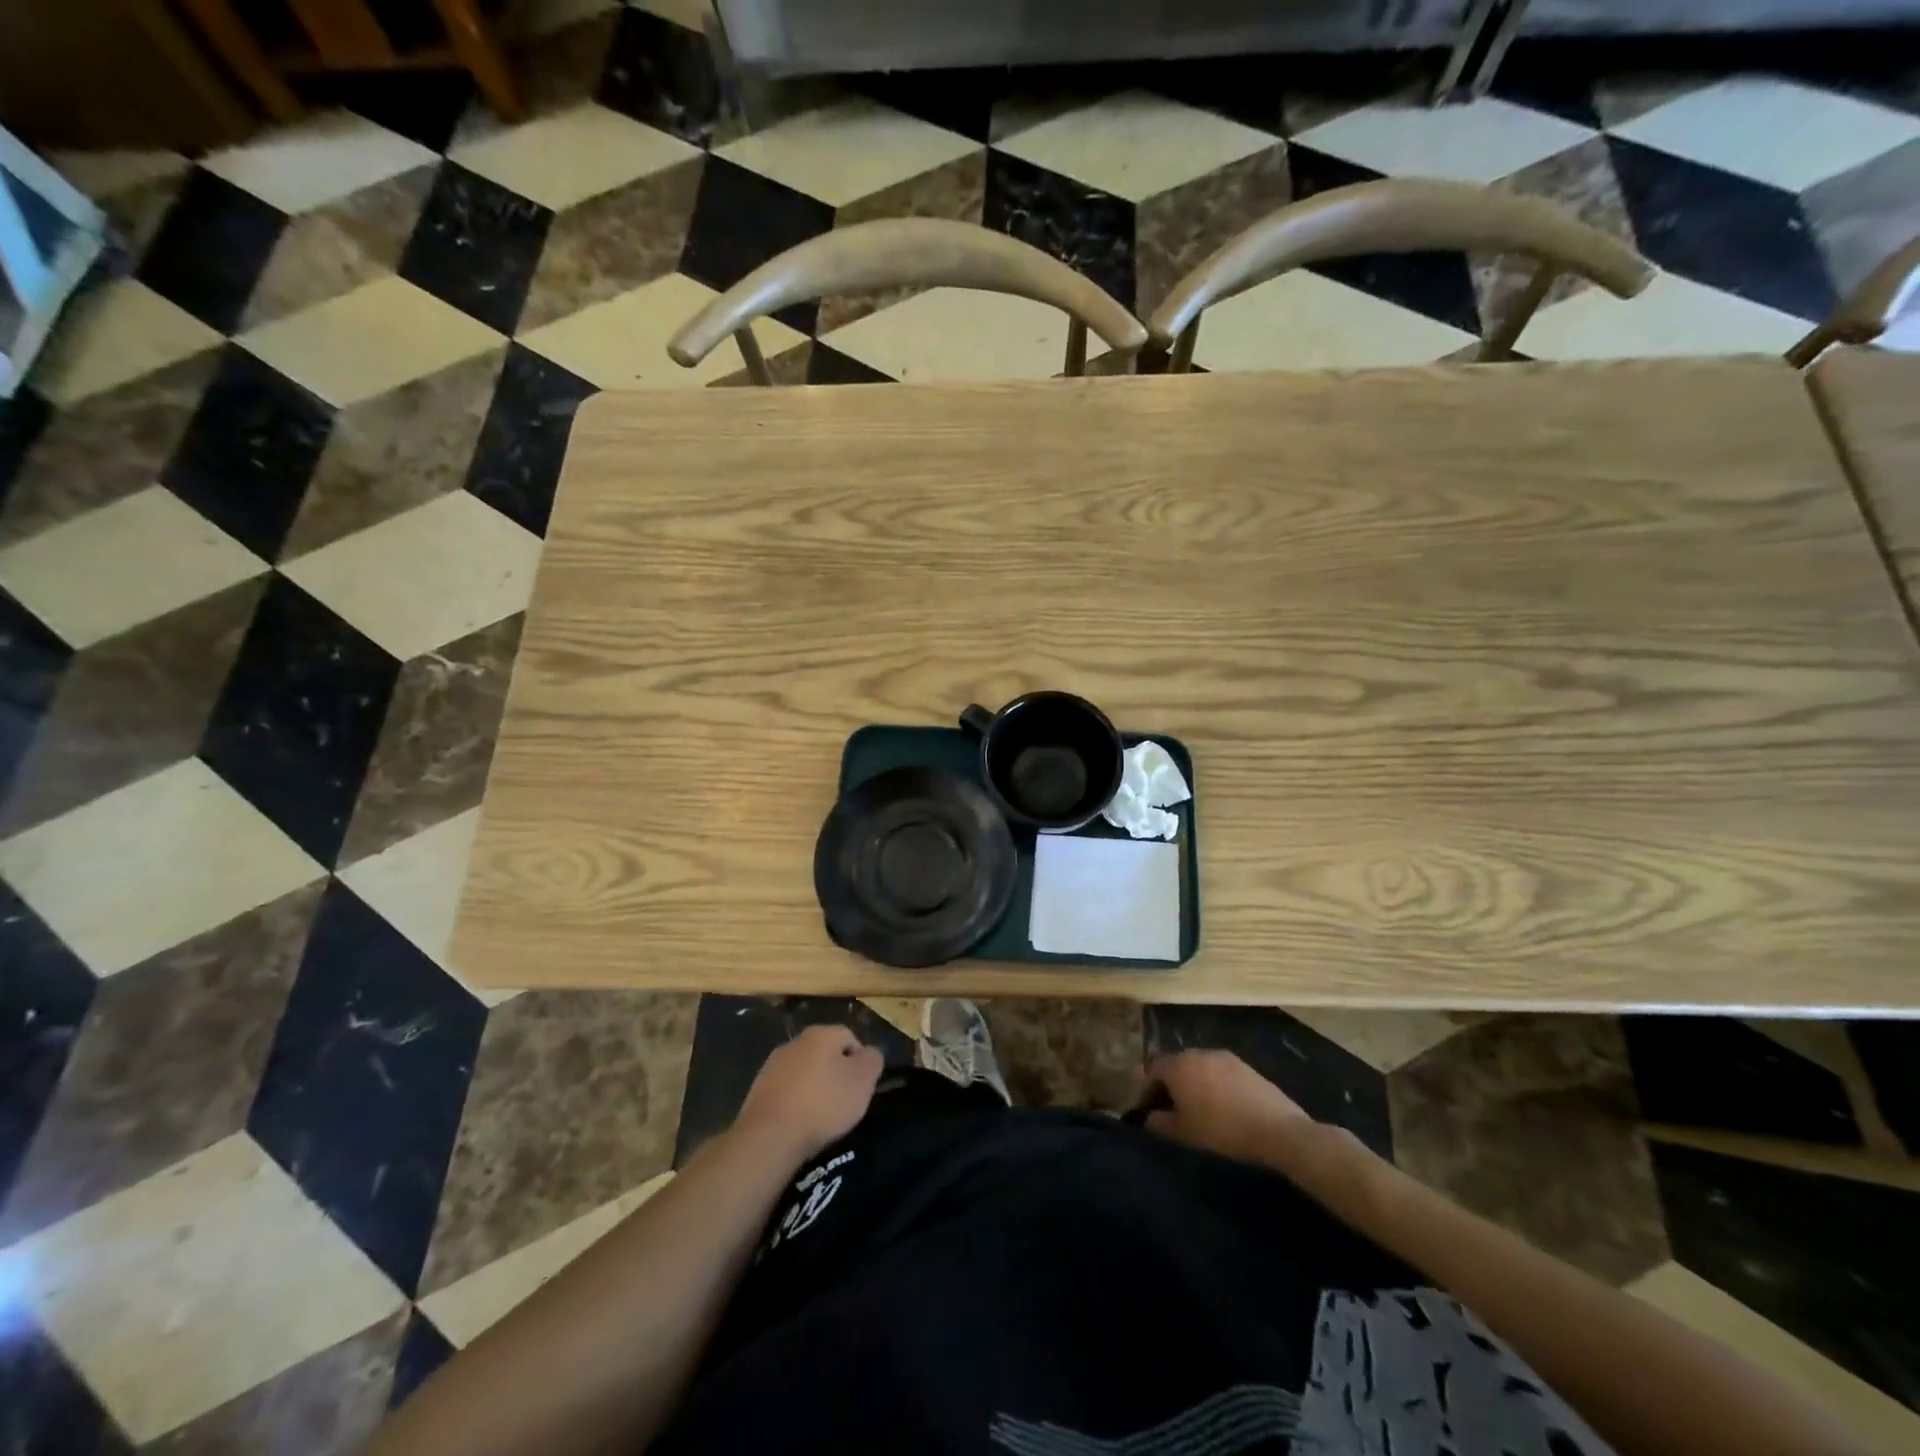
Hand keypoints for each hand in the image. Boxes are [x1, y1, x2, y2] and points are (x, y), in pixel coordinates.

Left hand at [733, 1024, 883, 1163]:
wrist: (770, 1136)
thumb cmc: (823, 1103)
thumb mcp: (862, 1081)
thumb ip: (872, 1060)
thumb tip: (870, 1053)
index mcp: (821, 1034)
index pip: (849, 1036)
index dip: (860, 1060)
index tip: (863, 1086)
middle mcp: (795, 1042)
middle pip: (824, 1052)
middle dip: (835, 1071)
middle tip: (845, 1099)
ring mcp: (772, 1065)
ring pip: (803, 1070)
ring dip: (814, 1086)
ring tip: (822, 1114)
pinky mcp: (757, 1090)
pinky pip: (786, 1090)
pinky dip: (795, 1101)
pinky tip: (799, 1121)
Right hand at [1143, 1049, 1312, 1164]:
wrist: (1276, 1129)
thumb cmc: (1222, 1130)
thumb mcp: (1184, 1133)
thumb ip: (1160, 1122)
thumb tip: (1150, 1117)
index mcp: (1178, 1066)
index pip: (1152, 1071)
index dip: (1146, 1090)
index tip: (1147, 1110)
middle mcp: (1197, 1053)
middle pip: (1175, 1065)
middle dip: (1169, 1085)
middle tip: (1171, 1110)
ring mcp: (1223, 1056)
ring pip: (1198, 1067)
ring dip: (1192, 1083)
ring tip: (1198, 1108)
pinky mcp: (1244, 1065)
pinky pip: (1218, 1072)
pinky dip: (1213, 1084)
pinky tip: (1222, 1106)